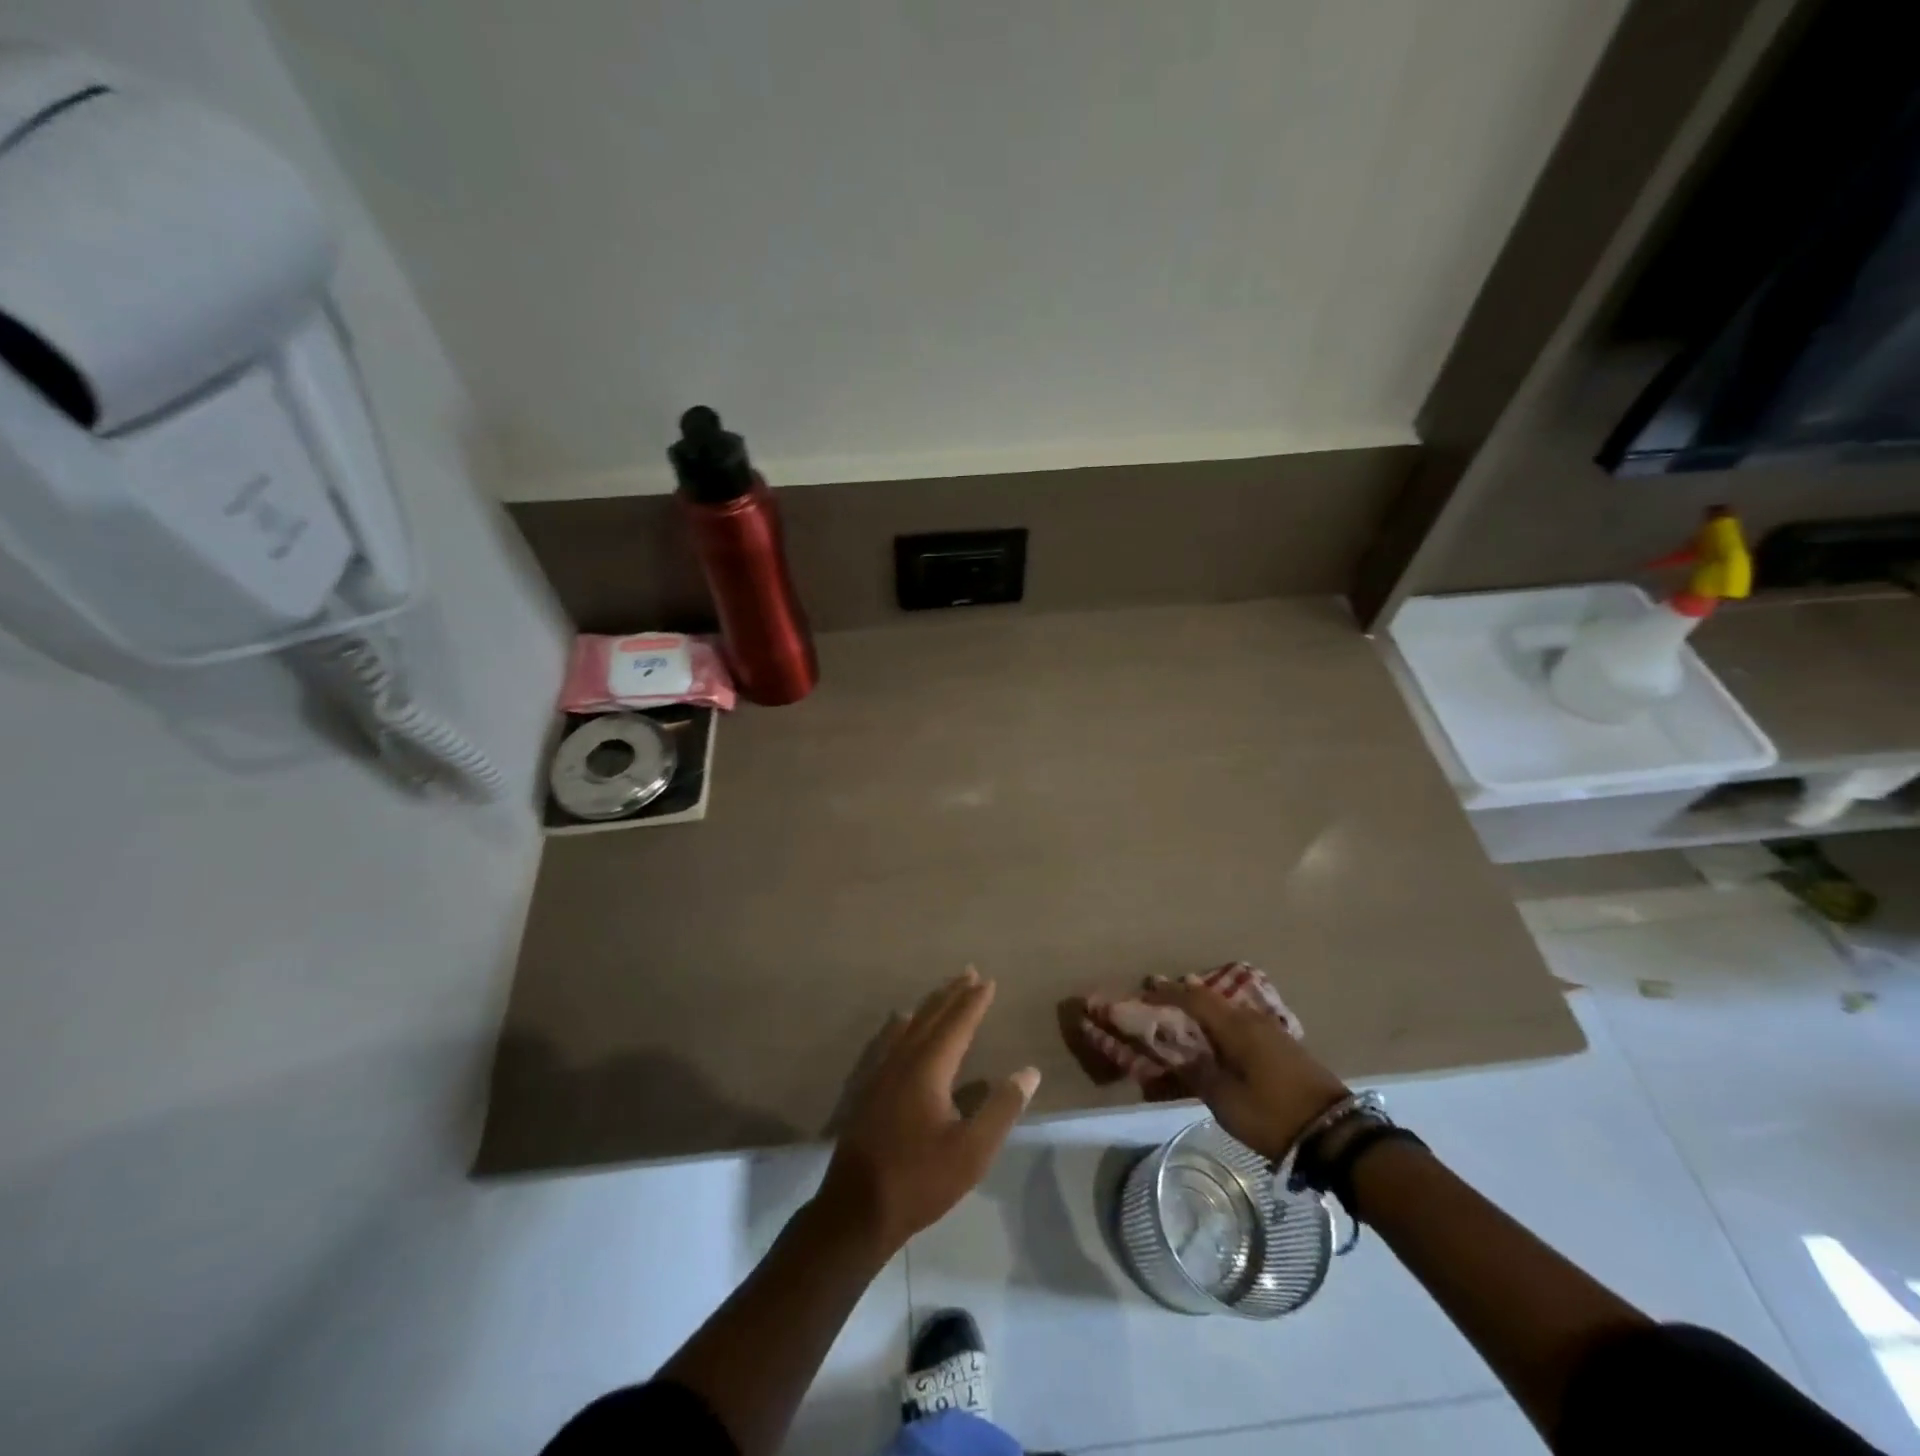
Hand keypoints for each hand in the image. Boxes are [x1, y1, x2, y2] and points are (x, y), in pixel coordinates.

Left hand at [817, 968, 1039, 1251]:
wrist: (858, 1208)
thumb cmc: (921, 1180)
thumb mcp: (973, 1151)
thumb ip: (1002, 1108)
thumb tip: (1029, 1071)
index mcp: (929, 1069)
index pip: (957, 1024)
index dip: (974, 1002)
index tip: (988, 981)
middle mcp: (903, 1060)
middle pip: (931, 1017)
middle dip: (952, 994)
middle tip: (968, 972)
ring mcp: (881, 1072)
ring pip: (909, 1026)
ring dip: (929, 1005)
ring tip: (943, 990)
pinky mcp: (869, 1088)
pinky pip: (890, 1040)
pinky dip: (904, 1024)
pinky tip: (901, 1024)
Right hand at [1143, 977, 1348, 1159]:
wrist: (1336, 1134)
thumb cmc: (1273, 1115)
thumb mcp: (1225, 1100)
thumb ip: (1195, 1071)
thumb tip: (1173, 1050)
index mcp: (1235, 1026)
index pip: (1193, 997)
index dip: (1165, 993)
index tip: (1142, 993)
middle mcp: (1251, 1019)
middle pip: (1209, 1000)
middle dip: (1180, 1001)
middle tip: (1156, 1005)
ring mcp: (1270, 1031)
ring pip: (1225, 1013)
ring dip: (1200, 1015)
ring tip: (1179, 1024)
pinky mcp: (1282, 1047)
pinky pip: (1240, 1027)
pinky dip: (1219, 1029)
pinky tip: (1212, 1042)